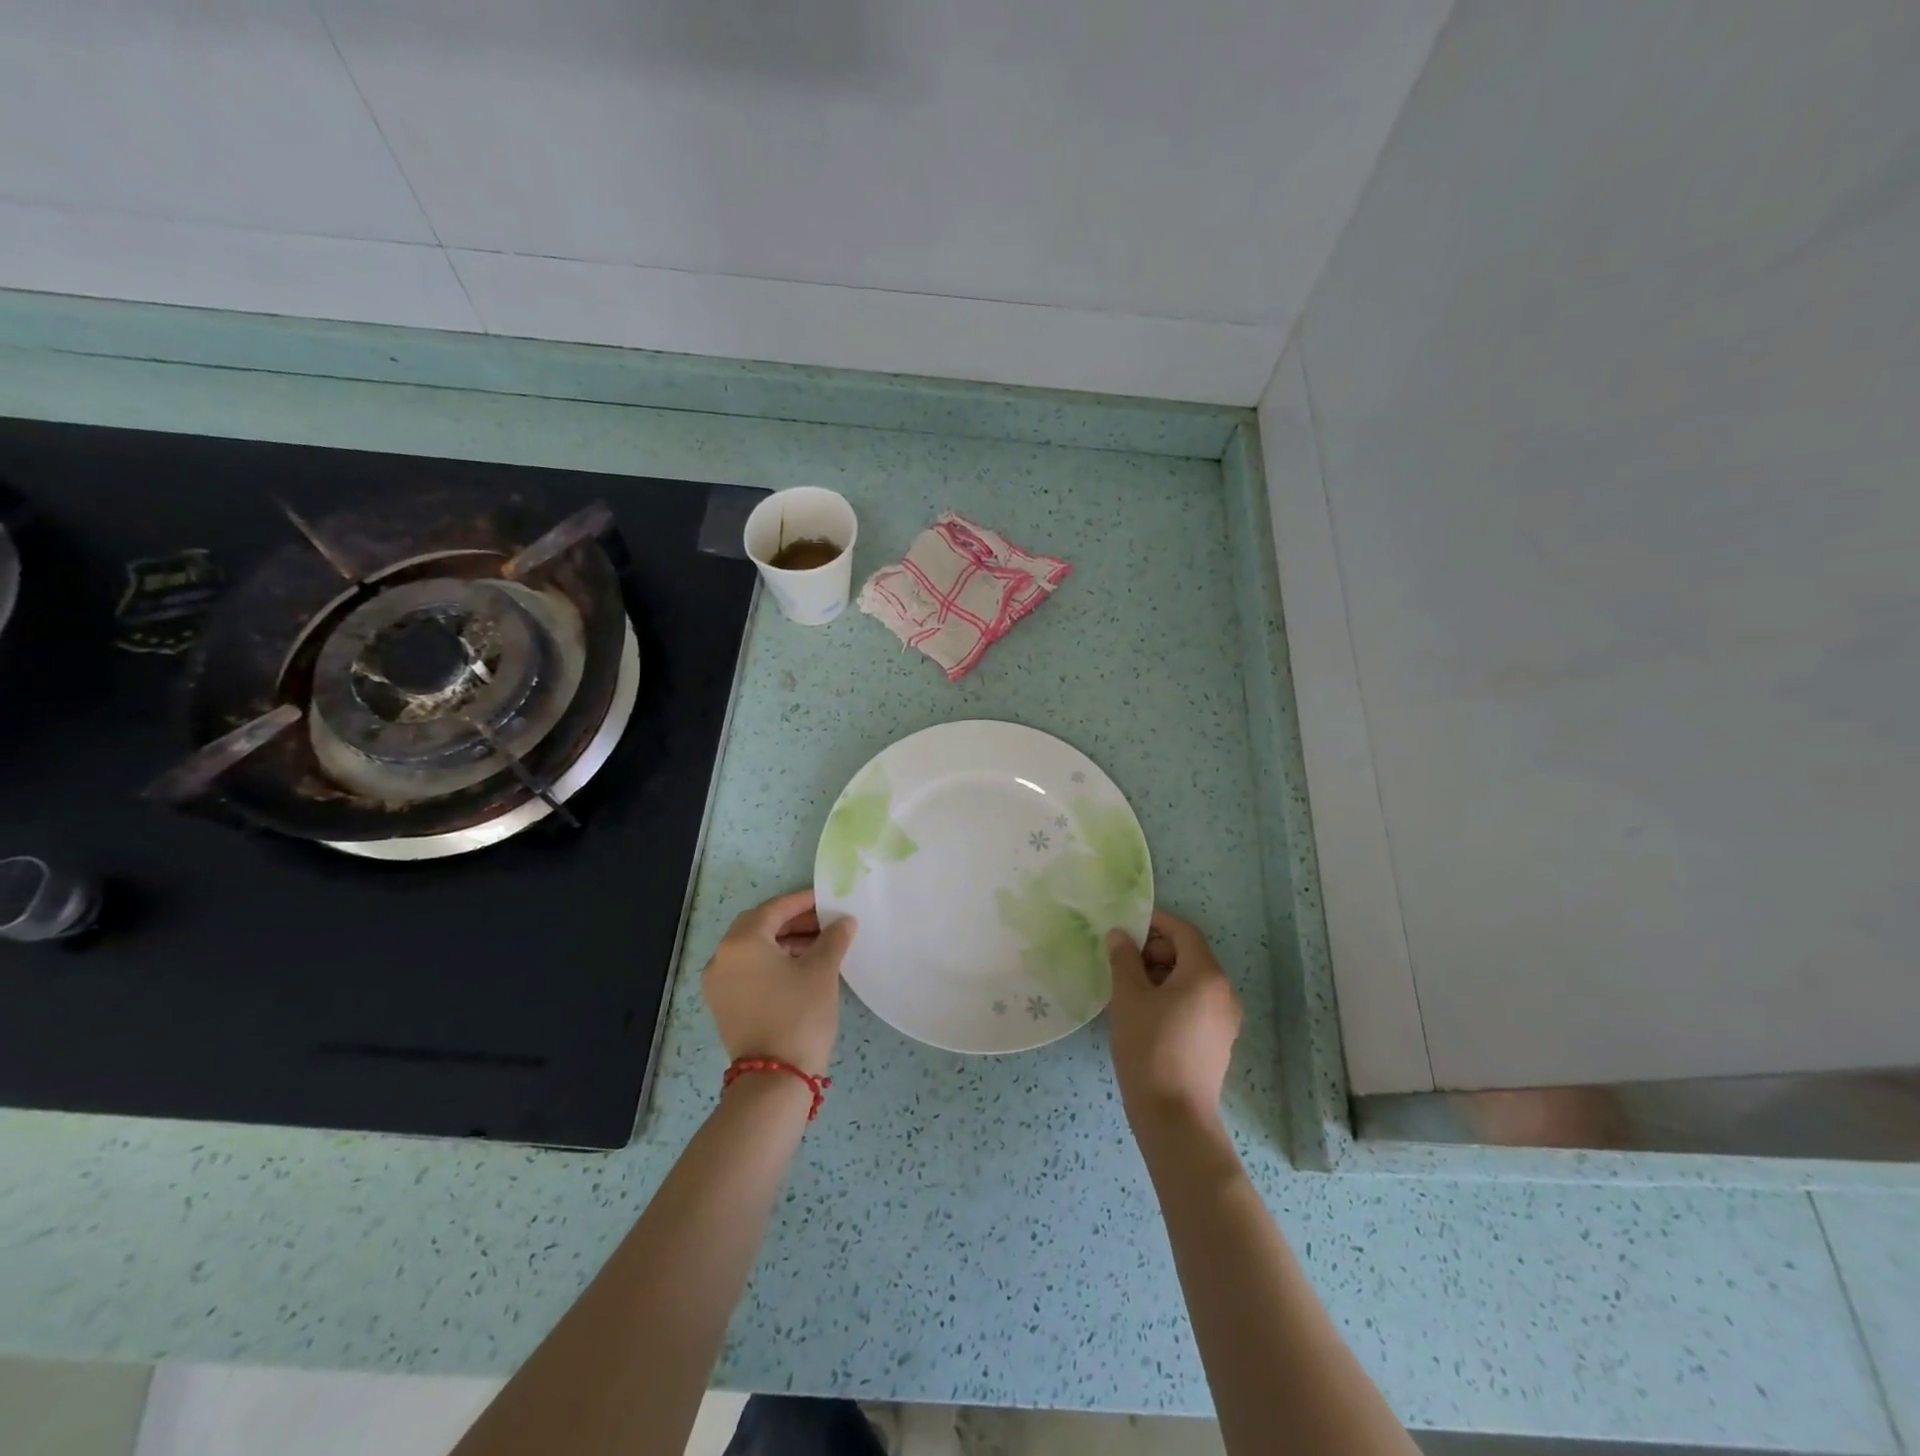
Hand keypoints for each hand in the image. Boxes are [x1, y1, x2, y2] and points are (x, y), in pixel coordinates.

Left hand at [701, 890, 855, 1076]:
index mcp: (741, 942)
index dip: (803, 902)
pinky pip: (748, 970)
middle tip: (825, 923)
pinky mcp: (724, 1005)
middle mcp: (722, 957)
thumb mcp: (822, 970)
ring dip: (784, 942)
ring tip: (819, 946)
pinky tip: (800, 968)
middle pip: (759, 926)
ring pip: (753, 949)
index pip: (774, 909)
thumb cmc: (799, 1014)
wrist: (775, 1079)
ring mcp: (719, 984)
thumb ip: (833, 938)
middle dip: (793, 921)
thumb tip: (844, 921)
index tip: (827, 900)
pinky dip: (772, 962)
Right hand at [1106, 909, 1242, 1130]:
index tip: (1128, 923)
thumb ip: (1124, 959)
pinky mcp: (1219, 1042)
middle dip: (1156, 950)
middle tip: (1123, 958)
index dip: (1156, 922)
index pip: (1184, 932)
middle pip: (1190, 955)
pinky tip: (1146, 1012)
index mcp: (1206, 975)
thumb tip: (1120, 936)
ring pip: (1193, 980)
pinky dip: (1173, 995)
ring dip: (1163, 973)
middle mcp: (1224, 992)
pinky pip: (1196, 1003)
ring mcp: (1225, 1020)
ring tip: (1129, 986)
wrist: (1174, 1116)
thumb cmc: (1149, 1046)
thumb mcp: (1128, 997)